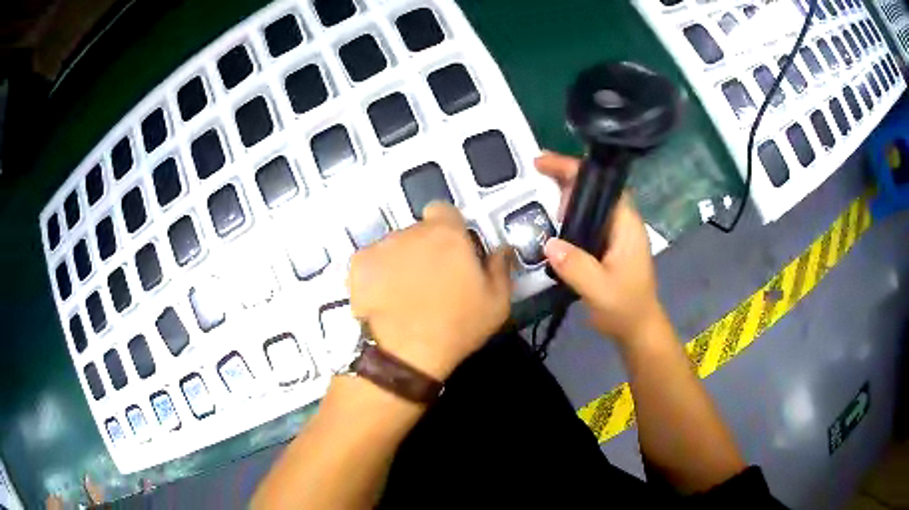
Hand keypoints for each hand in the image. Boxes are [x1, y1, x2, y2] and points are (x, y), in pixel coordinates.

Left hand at [348, 203, 512, 380]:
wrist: (405, 354)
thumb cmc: (456, 326)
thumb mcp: (496, 303)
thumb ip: (500, 268)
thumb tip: (502, 248)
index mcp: (447, 234)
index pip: (444, 210)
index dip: (449, 228)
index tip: (453, 251)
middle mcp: (411, 231)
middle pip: (419, 231)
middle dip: (426, 248)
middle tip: (432, 279)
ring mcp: (380, 247)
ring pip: (395, 246)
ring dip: (401, 260)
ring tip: (405, 292)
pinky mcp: (358, 264)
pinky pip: (372, 261)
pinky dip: (377, 273)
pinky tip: (384, 296)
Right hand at [535, 152, 663, 344]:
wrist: (637, 329)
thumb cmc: (625, 308)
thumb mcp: (600, 290)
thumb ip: (576, 267)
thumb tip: (548, 244)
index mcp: (626, 225)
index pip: (603, 185)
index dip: (575, 170)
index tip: (545, 163)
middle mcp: (622, 223)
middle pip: (595, 189)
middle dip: (566, 176)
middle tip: (535, 173)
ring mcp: (615, 234)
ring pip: (590, 204)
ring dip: (565, 195)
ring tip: (537, 193)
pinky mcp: (607, 245)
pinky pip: (586, 221)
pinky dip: (568, 215)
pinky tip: (550, 220)